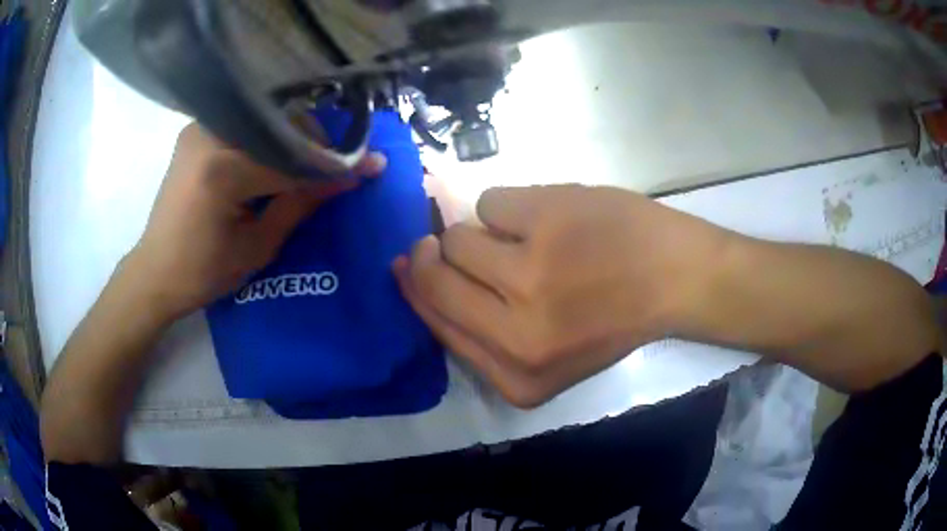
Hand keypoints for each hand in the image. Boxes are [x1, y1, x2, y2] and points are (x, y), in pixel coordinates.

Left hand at [126, 123, 385, 320]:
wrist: (154, 272)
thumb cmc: (203, 272)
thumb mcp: (257, 246)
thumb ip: (302, 204)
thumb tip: (349, 177)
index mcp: (222, 170)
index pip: (290, 159)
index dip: (333, 165)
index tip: (371, 165)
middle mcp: (210, 135)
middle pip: (280, 126)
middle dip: (314, 146)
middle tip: (336, 167)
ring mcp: (201, 128)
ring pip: (264, 120)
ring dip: (291, 140)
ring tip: (307, 165)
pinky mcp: (197, 131)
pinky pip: (245, 125)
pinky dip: (266, 139)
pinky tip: (275, 157)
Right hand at [394, 185, 734, 407]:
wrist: (676, 278)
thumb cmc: (613, 318)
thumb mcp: (546, 355)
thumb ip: (482, 331)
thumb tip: (417, 277)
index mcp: (517, 376)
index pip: (437, 324)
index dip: (418, 290)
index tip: (411, 265)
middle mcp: (517, 333)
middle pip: (435, 278)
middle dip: (430, 255)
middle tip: (444, 240)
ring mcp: (530, 272)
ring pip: (457, 236)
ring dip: (482, 231)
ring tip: (526, 237)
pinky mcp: (545, 218)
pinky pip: (489, 200)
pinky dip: (512, 205)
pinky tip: (549, 216)